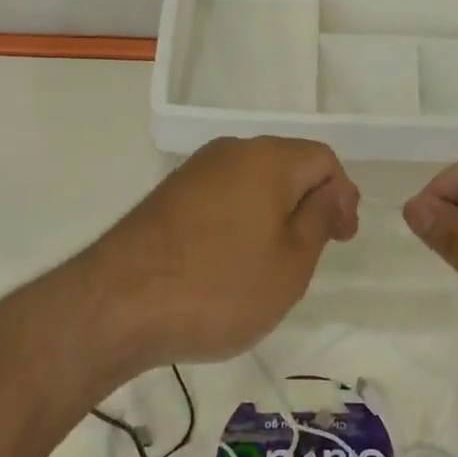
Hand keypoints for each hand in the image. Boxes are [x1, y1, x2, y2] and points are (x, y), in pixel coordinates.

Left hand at [89, 137, 359, 365]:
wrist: (116, 305)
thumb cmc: (219, 286)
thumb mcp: (290, 264)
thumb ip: (320, 219)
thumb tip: (333, 191)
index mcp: (268, 158)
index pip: (323, 159)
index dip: (342, 196)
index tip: (341, 240)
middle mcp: (231, 151)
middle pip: (287, 165)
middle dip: (307, 204)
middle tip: (309, 255)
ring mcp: (194, 171)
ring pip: (252, 182)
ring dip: (272, 215)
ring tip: (268, 265)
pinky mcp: (168, 195)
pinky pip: (221, 197)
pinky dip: (238, 221)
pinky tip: (228, 263)